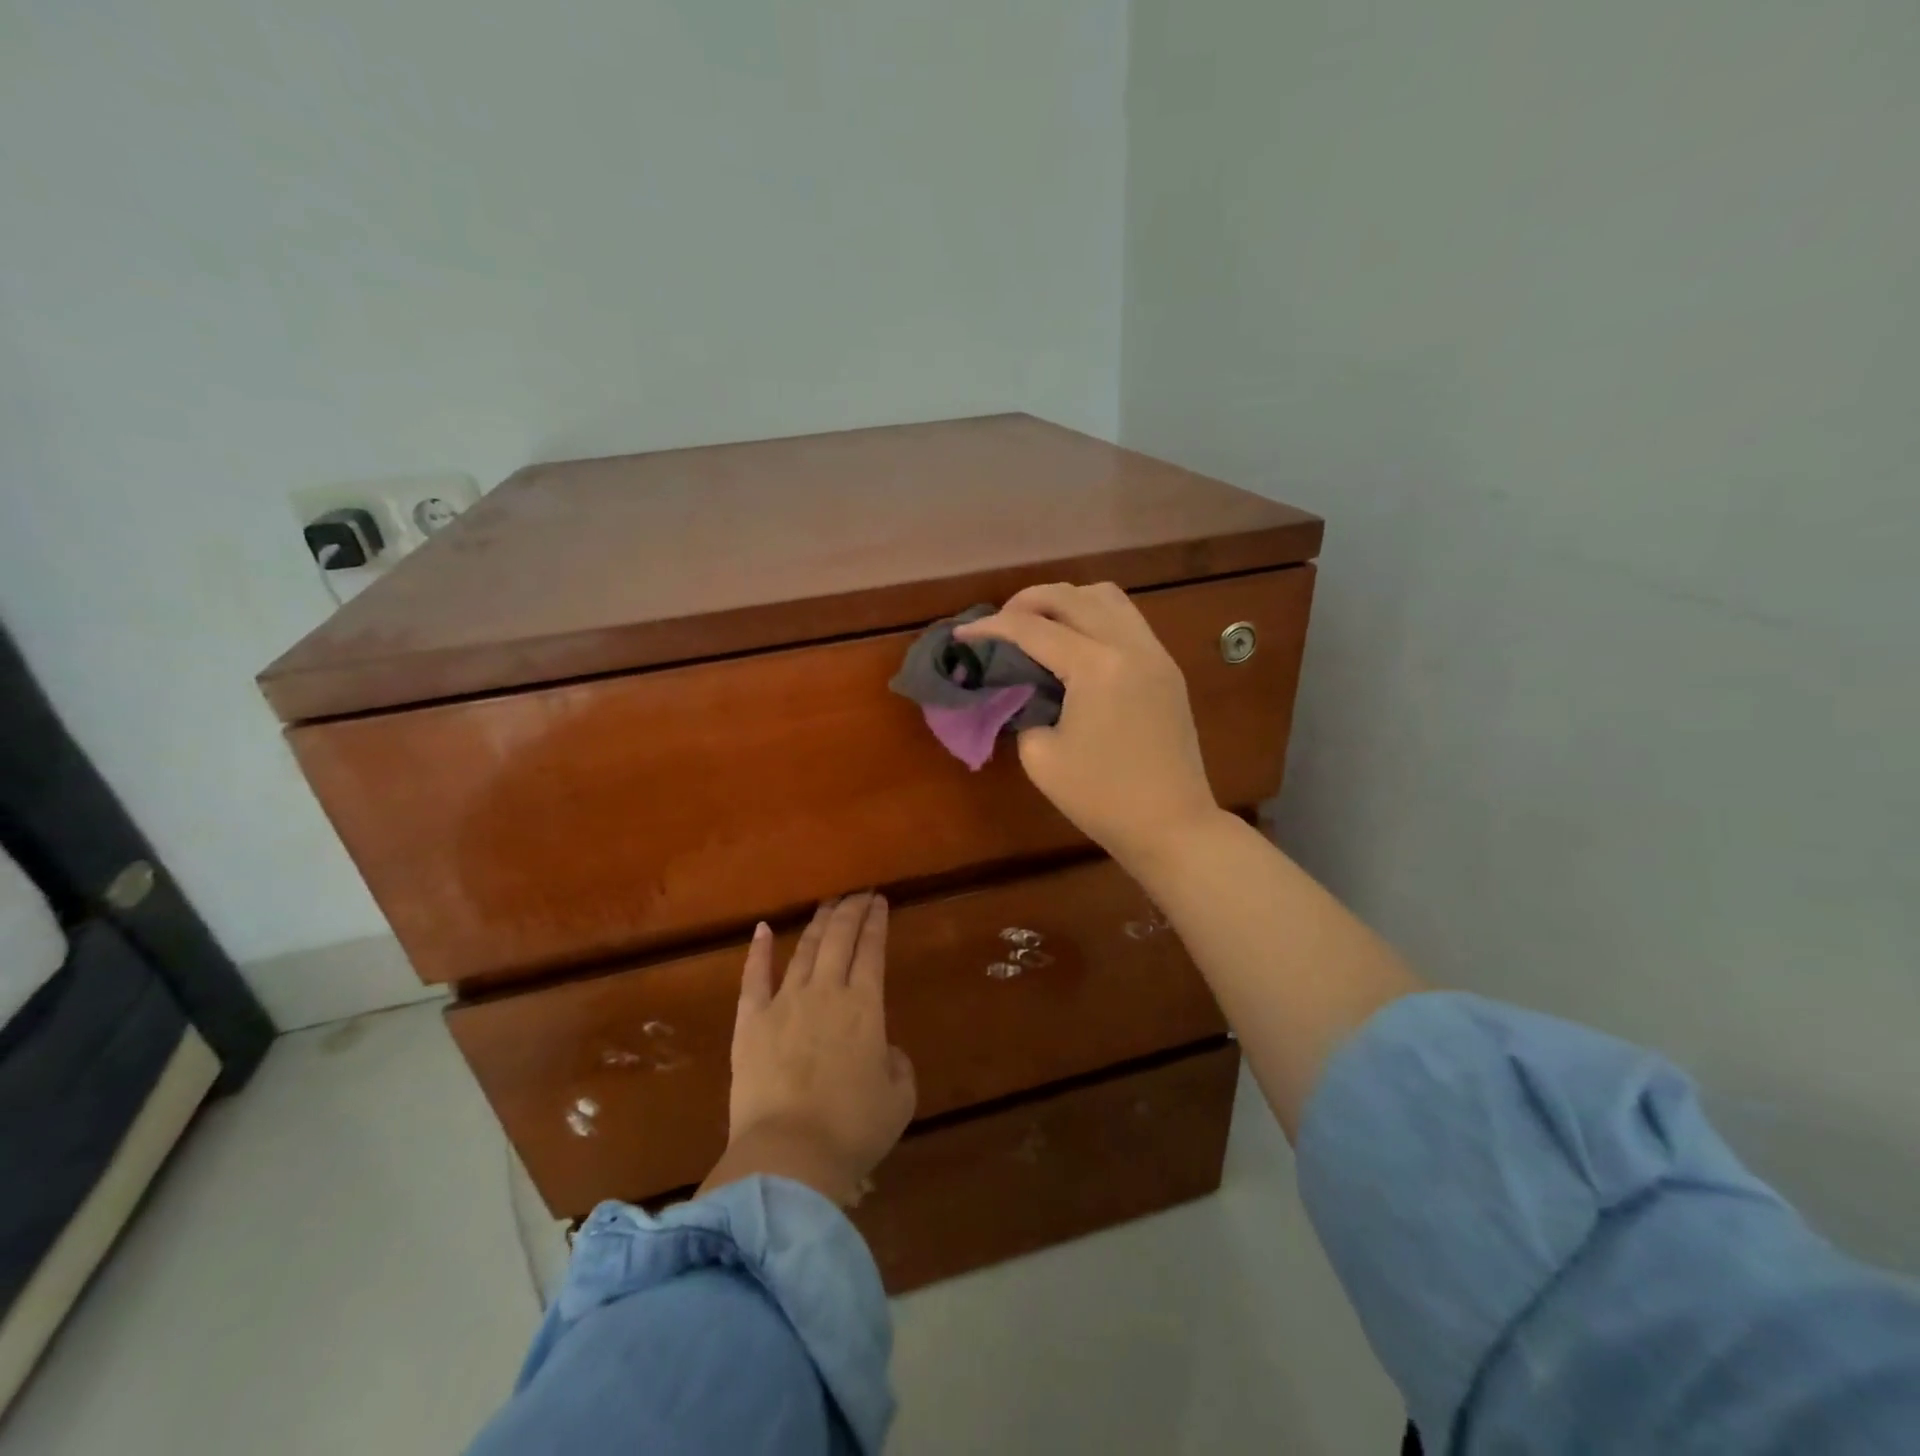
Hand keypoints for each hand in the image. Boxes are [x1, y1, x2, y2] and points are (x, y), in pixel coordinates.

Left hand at [698, 894, 916, 1206]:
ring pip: (805, 950)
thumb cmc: (853, 1129)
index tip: (880, 901)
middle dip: (851, 911)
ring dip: (818, 924)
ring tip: (827, 906)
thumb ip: (898, 1065)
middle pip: (839, 938)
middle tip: (859, 895)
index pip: (872, 950)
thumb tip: (885, 1051)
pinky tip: (764, 929)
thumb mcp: (899, 1099)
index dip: (877, 922)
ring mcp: (784, 1003)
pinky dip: (759, 950)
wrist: (789, 1155)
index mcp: (865, 1006)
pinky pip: (754, 977)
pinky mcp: (750, 1023)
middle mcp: (826, 992)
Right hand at [955, 582, 1220, 870]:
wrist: (1172, 825)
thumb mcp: (1040, 756)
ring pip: (1106, 597)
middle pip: (1070, 596)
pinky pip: (1127, 619)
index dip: (991, 628)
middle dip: (1026, 601)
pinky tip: (1075, 645)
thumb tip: (1019, 687)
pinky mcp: (1166, 668)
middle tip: (999, 625)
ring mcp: (1155, 653)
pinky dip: (1094, 617)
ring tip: (1039, 626)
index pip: (1033, 629)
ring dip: (1066, 602)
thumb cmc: (1101, 799)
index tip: (963, 635)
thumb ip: (1022, 708)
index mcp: (1097, 667)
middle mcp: (1129, 645)